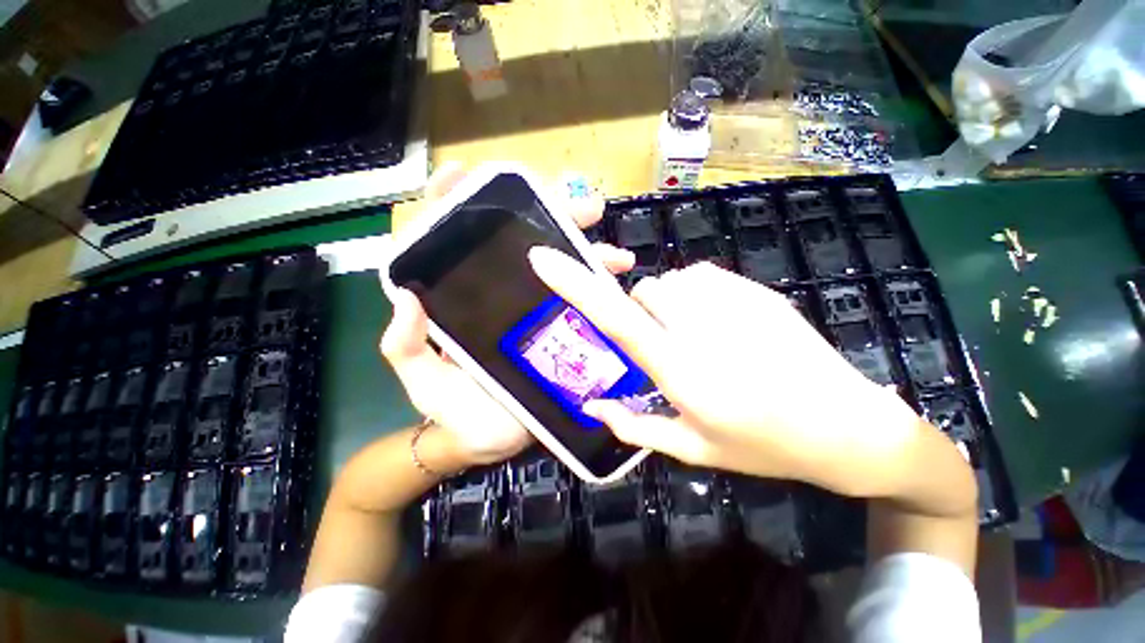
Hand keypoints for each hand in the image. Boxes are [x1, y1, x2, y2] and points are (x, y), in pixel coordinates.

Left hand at [380, 163, 635, 466]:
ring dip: (586, 251)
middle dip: (549, 218)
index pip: (453, 242)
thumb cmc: (454, 411)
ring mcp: (533, 310)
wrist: (491, 442)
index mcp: (460, 300)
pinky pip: (578, 299)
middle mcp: (498, 295)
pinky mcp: (557, 329)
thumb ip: (406, 347)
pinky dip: (598, 287)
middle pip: (519, 244)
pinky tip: (618, 281)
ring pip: (558, 267)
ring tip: (614, 252)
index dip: (454, 202)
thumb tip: (406, 300)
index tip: (468, 172)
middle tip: (582, 207)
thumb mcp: (424, 380)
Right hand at [528, 248, 928, 498]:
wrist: (848, 427)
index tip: (542, 258)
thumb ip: (635, 428)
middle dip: (643, 315)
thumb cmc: (764, 447)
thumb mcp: (694, 449)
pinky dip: (696, 295)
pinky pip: (700, 276)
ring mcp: (733, 302)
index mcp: (680, 371)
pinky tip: (724, 323)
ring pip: (670, 283)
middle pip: (643, 293)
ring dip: (669, 307)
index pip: (615, 318)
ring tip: (700, 338)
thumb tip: (591, 406)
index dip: (574, 285)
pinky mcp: (756, 289)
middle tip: (668, 347)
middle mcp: (701, 327)